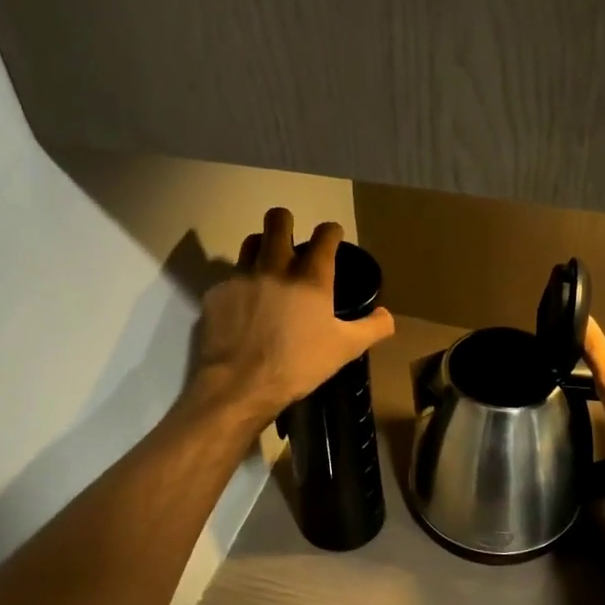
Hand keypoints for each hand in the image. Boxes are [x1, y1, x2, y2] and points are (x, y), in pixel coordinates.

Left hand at [186, 208, 394, 431]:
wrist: (239, 385)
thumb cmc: (298, 365)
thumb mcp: (344, 350)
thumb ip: (371, 328)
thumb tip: (387, 315)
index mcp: (310, 276)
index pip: (325, 234)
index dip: (331, 232)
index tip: (332, 238)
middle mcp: (275, 265)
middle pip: (278, 219)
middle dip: (287, 222)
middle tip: (292, 241)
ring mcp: (242, 276)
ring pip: (251, 241)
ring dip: (262, 247)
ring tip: (268, 267)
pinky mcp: (217, 292)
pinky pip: (231, 276)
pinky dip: (241, 284)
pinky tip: (245, 305)